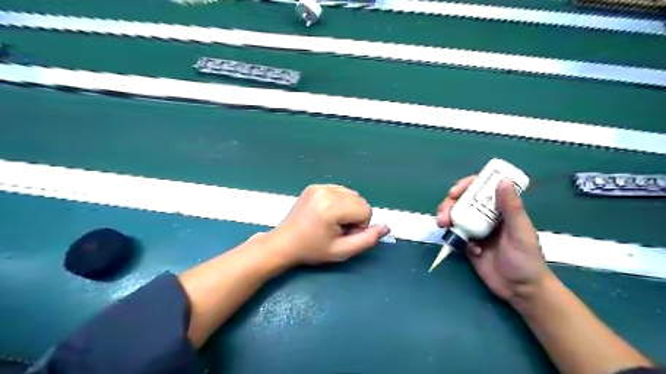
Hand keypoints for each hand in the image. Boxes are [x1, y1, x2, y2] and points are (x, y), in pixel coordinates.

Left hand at [267, 183, 388, 265]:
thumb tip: (386, 227)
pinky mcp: (314, 186)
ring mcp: (319, 186)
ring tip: (332, 221)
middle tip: (337, 229)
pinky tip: (327, 213)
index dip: (360, 226)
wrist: (284, 243)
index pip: (366, 210)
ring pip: (352, 194)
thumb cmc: (312, 250)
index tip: (343, 235)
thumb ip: (367, 240)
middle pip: (360, 200)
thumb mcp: (341, 251)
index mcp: (331, 207)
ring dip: (348, 208)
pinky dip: (340, 202)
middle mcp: (326, 191)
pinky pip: (340, 190)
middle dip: (355, 216)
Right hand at [439, 176, 552, 304]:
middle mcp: (486, 216)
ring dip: (446, 218)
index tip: (454, 191)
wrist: (520, 290)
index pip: (481, 189)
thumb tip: (503, 180)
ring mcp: (475, 230)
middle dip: (449, 204)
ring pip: (455, 216)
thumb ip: (511, 207)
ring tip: (443, 225)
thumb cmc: (526, 259)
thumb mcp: (520, 231)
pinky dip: (453, 237)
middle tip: (443, 214)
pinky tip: (466, 249)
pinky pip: (455, 235)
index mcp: (500, 209)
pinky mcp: (468, 244)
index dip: (466, 186)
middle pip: (462, 201)